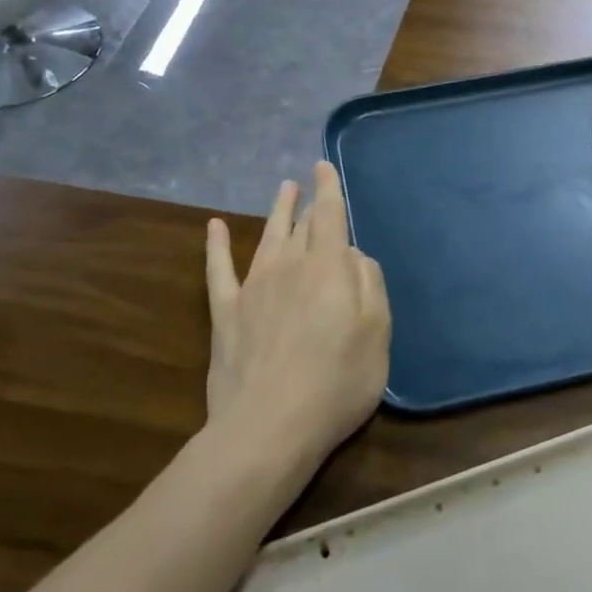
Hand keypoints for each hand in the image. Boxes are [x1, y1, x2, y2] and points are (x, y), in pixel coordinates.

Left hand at [205, 162, 390, 467]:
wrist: (270, 425)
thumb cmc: (337, 382)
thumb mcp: (377, 333)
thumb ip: (369, 285)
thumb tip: (353, 255)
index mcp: (328, 268)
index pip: (330, 216)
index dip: (328, 189)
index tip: (323, 166)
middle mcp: (289, 266)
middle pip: (301, 226)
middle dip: (307, 203)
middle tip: (307, 184)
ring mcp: (253, 288)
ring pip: (266, 237)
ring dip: (276, 212)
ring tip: (282, 190)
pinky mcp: (226, 313)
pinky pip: (219, 269)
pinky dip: (216, 246)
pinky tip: (214, 227)